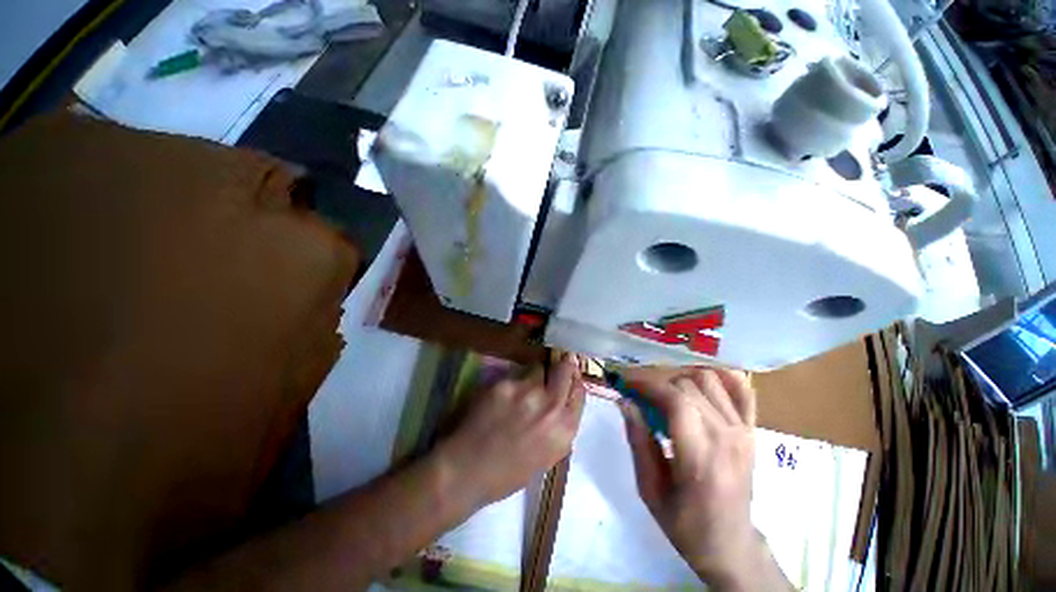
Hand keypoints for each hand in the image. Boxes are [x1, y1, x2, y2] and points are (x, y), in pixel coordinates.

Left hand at [437, 354, 585, 506]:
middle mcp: (551, 406)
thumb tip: (562, 403)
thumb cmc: (507, 473)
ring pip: (537, 369)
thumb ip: (559, 428)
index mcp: (564, 430)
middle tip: (556, 362)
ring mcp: (527, 392)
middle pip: (564, 370)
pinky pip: (514, 375)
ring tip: (520, 389)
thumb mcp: (546, 457)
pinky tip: (501, 398)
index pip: (579, 392)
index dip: (574, 381)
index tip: (571, 373)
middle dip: (562, 365)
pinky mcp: (505, 384)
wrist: (467, 471)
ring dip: (533, 375)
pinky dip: (511, 382)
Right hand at [621, 368, 785, 589]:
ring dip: (682, 379)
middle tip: (641, 392)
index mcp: (700, 457)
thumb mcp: (649, 488)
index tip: (626, 382)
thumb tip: (625, 401)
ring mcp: (744, 431)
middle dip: (658, 382)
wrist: (731, 544)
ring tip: (666, 392)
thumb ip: (638, 440)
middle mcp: (726, 437)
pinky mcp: (752, 430)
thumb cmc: (684, 522)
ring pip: (710, 380)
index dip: (647, 384)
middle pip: (689, 385)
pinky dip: (721, 377)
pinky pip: (742, 389)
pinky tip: (701, 382)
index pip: (675, 400)